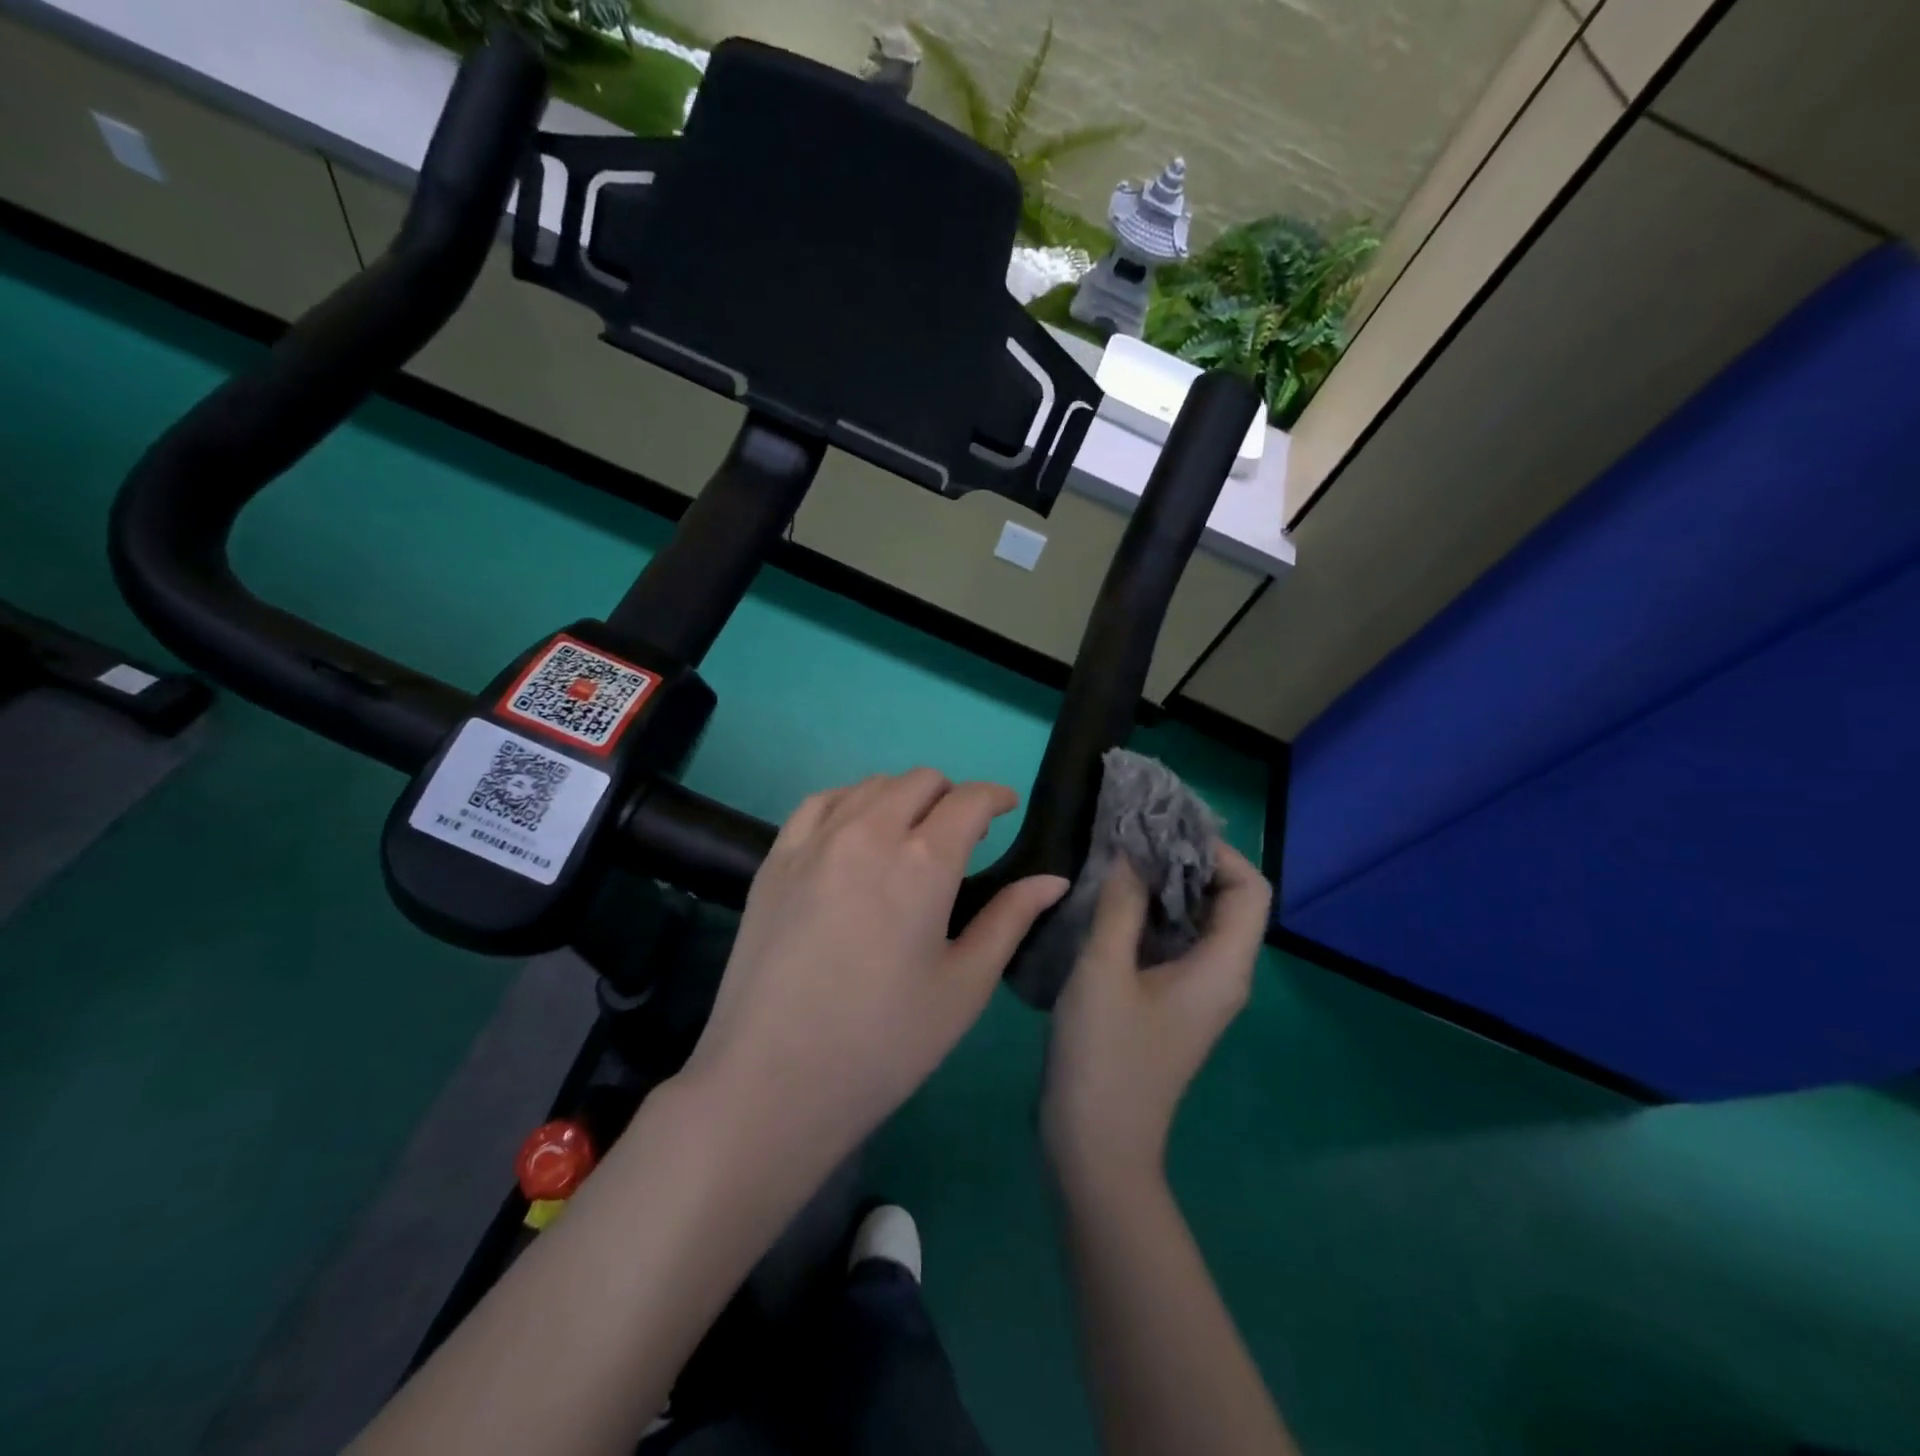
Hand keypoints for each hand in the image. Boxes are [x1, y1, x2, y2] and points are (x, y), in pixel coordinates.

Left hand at [685, 769, 1068, 1179]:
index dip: (995, 796)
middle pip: (920, 781)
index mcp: (924, 862)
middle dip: (951, 795)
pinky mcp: (776, 858)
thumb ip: (1010, 919)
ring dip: (903, 796)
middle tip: (961, 833)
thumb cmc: (884, 1043)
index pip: (969, 800)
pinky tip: (854, 831)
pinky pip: (820, 802)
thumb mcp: (963, 986)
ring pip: (870, 785)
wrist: (772, 1081)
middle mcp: (869, 833)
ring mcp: (815, 841)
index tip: (1007, 807)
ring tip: (910, 832)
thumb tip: (1054, 880)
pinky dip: (850, 802)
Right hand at [1042, 842, 1270, 1188]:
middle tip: (1135, 836)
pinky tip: (1110, 902)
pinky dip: (1151, 914)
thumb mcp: (1104, 972)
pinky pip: (1174, 943)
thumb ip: (1121, 906)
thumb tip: (1131, 854)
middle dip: (1187, 861)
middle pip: (1227, 901)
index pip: (1250, 889)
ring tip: (1119, 858)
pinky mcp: (1170, 1002)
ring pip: (1197, 921)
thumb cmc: (1104, 1057)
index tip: (1165, 830)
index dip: (1217, 852)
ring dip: (1165, 886)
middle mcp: (1222, 976)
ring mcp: (1196, 992)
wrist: (1096, 1146)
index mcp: (1222, 967)